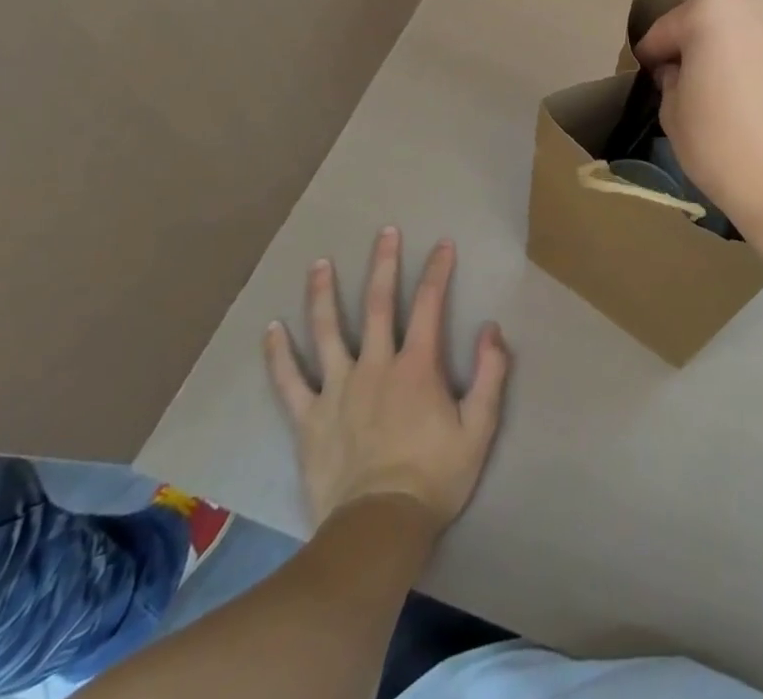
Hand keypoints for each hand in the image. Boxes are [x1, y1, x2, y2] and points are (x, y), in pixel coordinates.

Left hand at [263, 229, 509, 534]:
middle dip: (383, 264)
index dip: (438, 270)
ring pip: (327, 331)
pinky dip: (279, 355)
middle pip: (377, 304)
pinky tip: (271, 329)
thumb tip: (491, 328)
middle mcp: (375, 365)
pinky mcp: (309, 419)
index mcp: (416, 366)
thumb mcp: (480, 427)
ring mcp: (337, 390)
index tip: (442, 244)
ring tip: (320, 263)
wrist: (378, 530)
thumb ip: (490, 374)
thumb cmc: (434, 477)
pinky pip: (289, 382)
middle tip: (385, 232)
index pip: (429, 304)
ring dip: (323, 294)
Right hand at [634, 0, 762, 237]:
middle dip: (696, 48)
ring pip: (747, 34)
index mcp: (712, 8)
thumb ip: (671, 81)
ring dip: (732, 54)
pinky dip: (760, 67)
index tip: (646, 76)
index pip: (666, 29)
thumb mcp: (673, 114)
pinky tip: (754, 100)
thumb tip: (680, 72)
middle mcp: (757, 2)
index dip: (652, 56)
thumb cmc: (724, 146)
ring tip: (724, 93)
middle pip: (711, 22)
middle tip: (685, 83)